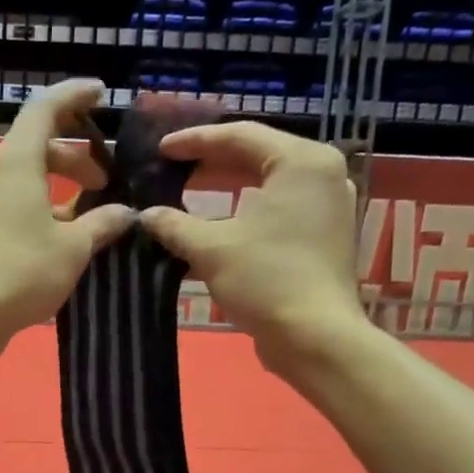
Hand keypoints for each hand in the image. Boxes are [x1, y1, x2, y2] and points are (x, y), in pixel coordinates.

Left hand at [0, 78, 136, 359]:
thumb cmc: (21, 273)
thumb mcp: (73, 249)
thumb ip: (102, 224)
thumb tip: (125, 213)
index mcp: (17, 164)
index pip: (44, 109)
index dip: (73, 96)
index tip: (100, 93)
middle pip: (36, 146)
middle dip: (75, 156)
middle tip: (105, 181)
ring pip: (25, 179)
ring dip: (58, 188)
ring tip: (89, 216)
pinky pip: (13, 205)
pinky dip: (40, 209)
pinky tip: (61, 240)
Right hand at [138, 122, 370, 369]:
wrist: (314, 337)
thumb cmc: (266, 280)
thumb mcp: (210, 248)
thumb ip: (174, 225)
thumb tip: (145, 215)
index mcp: (301, 161)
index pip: (240, 135)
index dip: (194, 141)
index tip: (160, 150)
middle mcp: (322, 173)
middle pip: (257, 155)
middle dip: (211, 162)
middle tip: (172, 168)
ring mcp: (328, 205)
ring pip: (267, 183)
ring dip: (226, 188)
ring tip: (188, 191)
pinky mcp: (324, 234)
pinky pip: (278, 208)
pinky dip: (245, 211)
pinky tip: (215, 224)